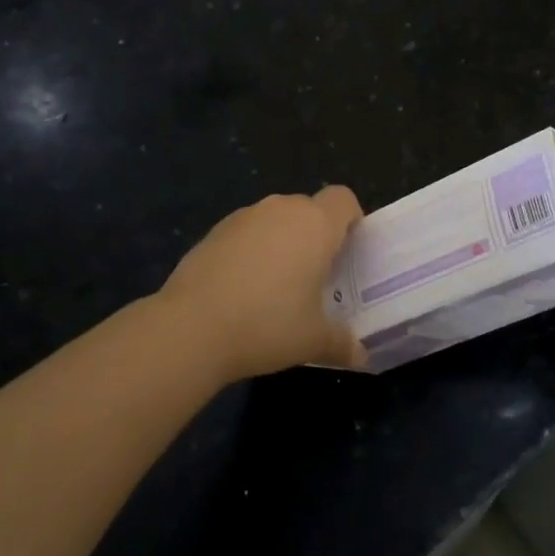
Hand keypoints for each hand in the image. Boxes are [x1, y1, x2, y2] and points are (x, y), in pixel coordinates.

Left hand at [158, 187, 366, 381]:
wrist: (192, 326)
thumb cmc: (268, 324)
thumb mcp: (313, 340)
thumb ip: (342, 342)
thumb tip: (361, 356)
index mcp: (316, 224)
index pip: (344, 199)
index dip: (350, 219)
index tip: (347, 250)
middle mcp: (283, 209)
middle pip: (310, 208)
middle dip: (316, 234)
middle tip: (315, 275)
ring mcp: (246, 216)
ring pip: (276, 218)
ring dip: (282, 240)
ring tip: (276, 284)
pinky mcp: (216, 229)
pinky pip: (247, 231)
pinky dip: (252, 248)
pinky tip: (241, 287)